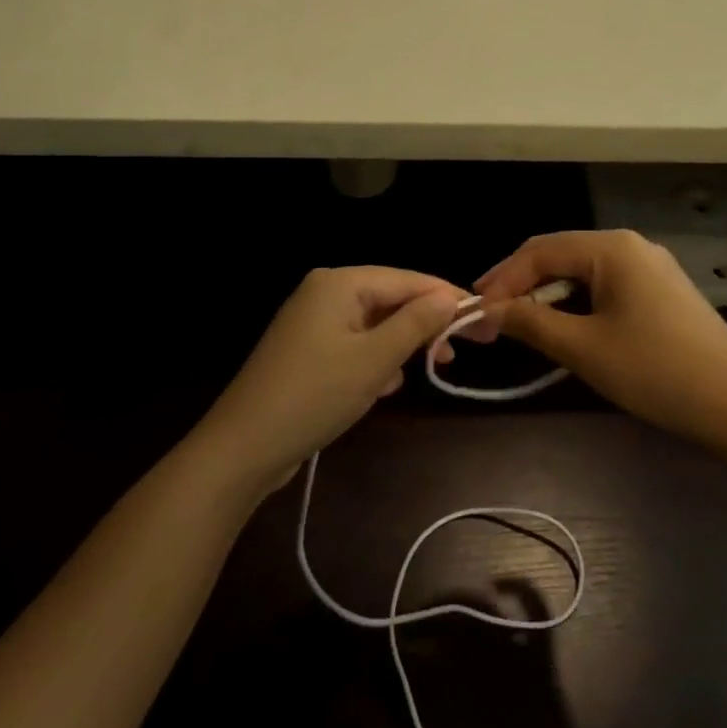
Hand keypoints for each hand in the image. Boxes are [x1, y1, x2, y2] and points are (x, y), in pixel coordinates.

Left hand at [194, 268, 464, 496]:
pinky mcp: (307, 351)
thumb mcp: (374, 360)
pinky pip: (354, 344)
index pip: (406, 279)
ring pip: (374, 324)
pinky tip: (385, 387)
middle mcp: (324, 292)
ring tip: (429, 368)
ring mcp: (312, 322)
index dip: (446, 297)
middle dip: (423, 324)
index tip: (483, 319)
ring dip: (401, 345)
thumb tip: (450, 297)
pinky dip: (375, 360)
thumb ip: (415, 324)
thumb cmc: (314, 395)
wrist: (243, 448)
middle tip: (459, 351)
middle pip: (389, 299)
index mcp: (339, 283)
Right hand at [475, 230, 726, 447]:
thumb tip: (488, 311)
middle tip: (492, 318)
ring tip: (522, 326)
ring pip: (582, 274)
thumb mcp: (584, 348)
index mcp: (612, 248)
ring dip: (549, 297)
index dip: (502, 278)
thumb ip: (531, 323)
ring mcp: (651, 269)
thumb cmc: (657, 371)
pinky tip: (567, 330)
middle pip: (560, 256)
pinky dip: (577, 305)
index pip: (539, 251)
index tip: (474, 309)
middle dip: (522, 286)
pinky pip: (606, 288)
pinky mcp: (662, 293)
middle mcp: (631, 247)